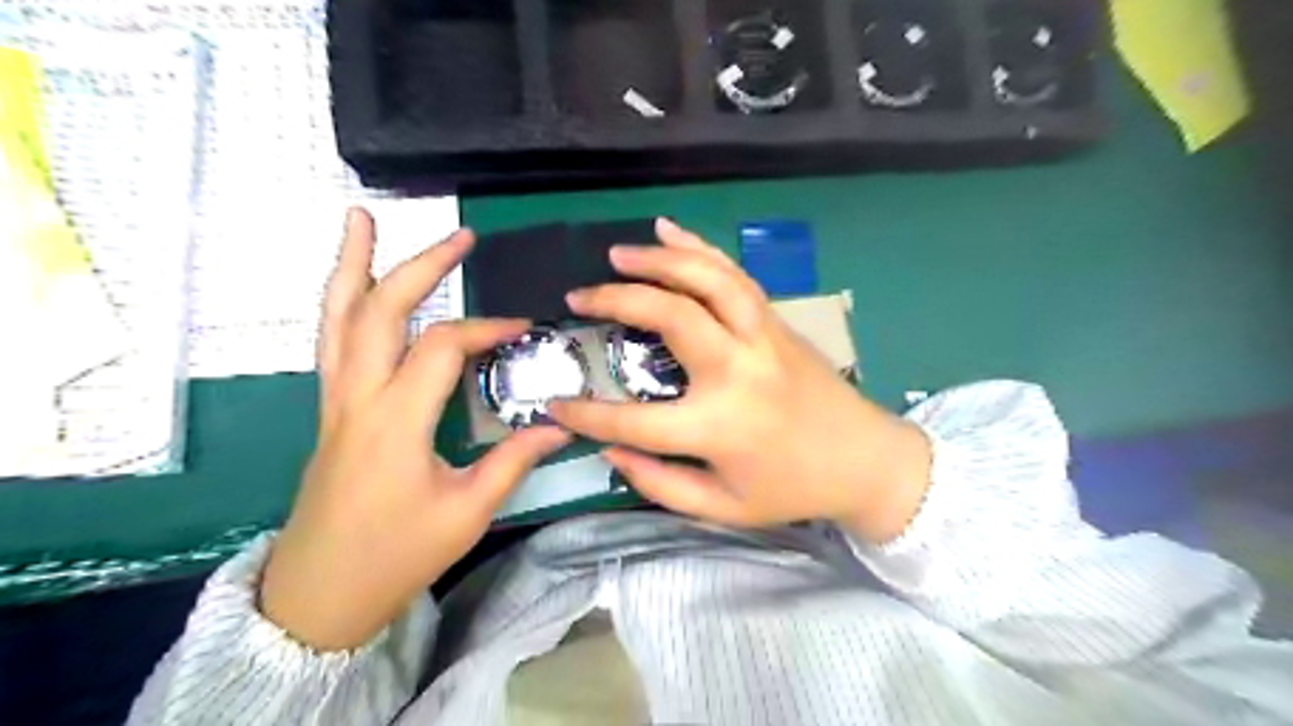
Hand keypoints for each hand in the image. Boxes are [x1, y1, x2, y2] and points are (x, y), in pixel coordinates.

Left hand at [258, 206, 567, 648]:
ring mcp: (335, 401)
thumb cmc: (396, 555)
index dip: (488, 329)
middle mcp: (358, 397)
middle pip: (379, 310)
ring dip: (351, 265)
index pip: (443, 347)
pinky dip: (343, 302)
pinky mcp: (330, 410)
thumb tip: (561, 425)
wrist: (318, 595)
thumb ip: (514, 460)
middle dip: (420, 266)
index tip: (525, 328)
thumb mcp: (467, 511)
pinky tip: (354, 286)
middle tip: (459, 236)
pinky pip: (332, 340)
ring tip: (361, 219)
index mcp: (395, 420)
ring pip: (336, 317)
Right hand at [543, 217, 929, 541]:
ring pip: (707, 280)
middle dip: (616, 301)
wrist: (866, 460)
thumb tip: (610, 452)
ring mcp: (762, 339)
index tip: (556, 402)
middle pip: (670, 317)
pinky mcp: (776, 323)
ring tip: (617, 254)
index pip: (635, 420)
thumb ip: (661, 485)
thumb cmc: (792, 489)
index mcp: (719, 427)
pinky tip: (670, 230)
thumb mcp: (724, 509)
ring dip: (658, 259)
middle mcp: (738, 372)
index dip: (588, 414)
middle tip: (578, 298)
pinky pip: (735, 276)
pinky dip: (700, 248)